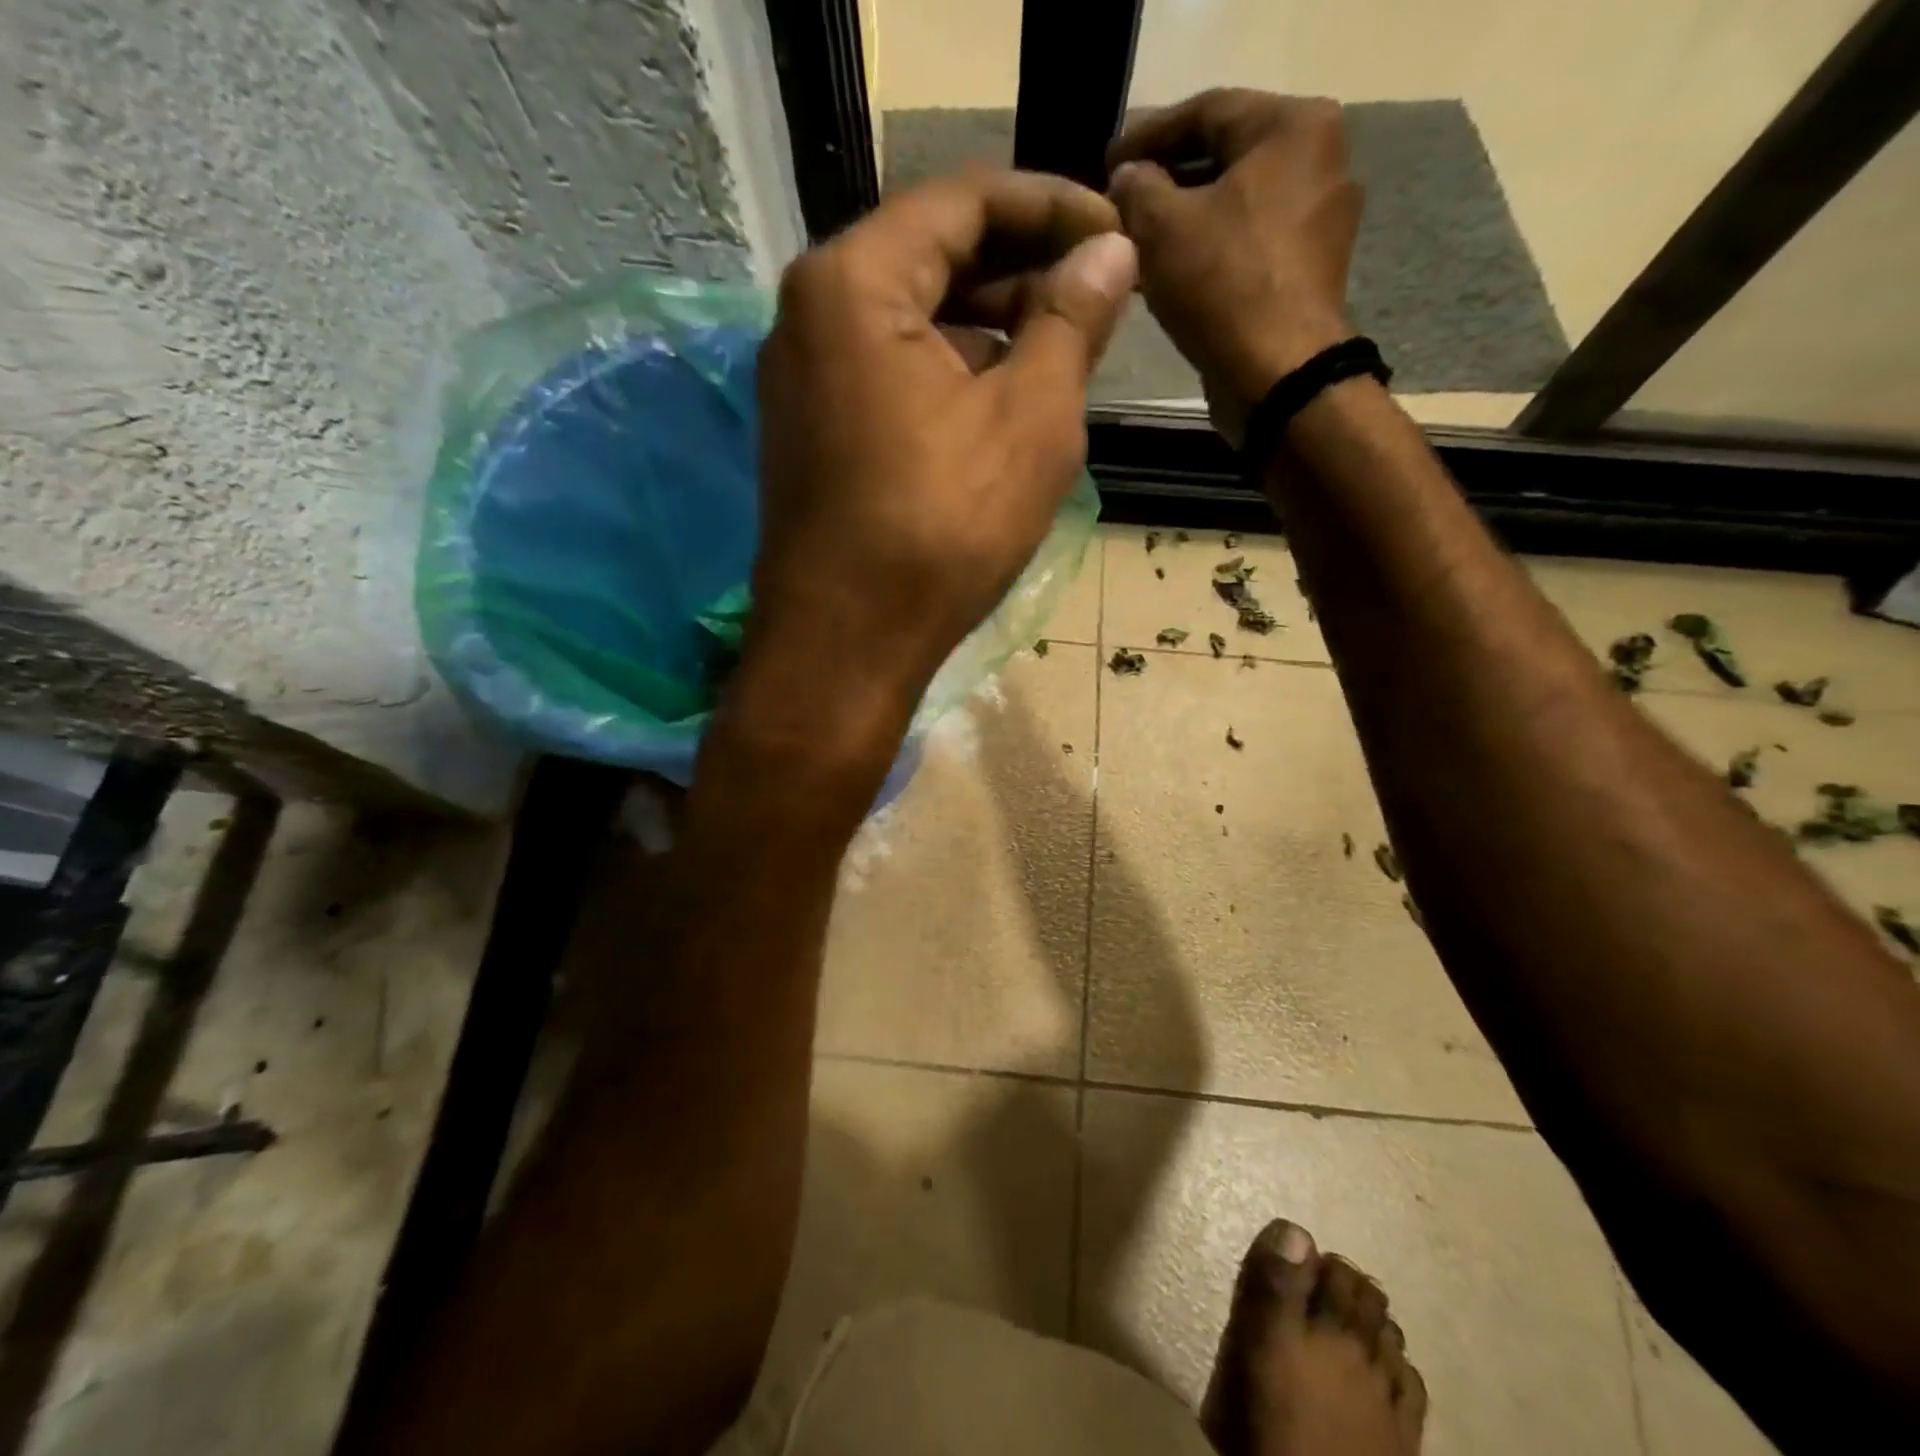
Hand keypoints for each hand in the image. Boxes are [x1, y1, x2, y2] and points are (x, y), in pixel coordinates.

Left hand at [747, 170, 1135, 743]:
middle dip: (1020, 270)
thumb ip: (1071, 320)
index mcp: (853, 282)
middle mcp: (810, 314)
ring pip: (909, 321)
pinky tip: (1001, 403)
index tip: (1117, 232)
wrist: (846, 646)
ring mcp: (802, 379)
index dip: (1052, 207)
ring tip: (1062, 353)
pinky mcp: (810, 432)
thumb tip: (1109, 252)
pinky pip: (887, 373)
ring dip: (988, 327)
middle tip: (1097, 298)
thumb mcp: (1030, 419)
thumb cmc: (941, 531)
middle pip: (930, 257)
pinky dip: (947, 374)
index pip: (963, 201)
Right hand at [1109, 90, 1360, 444]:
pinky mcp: (1308, 269)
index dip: (1146, 134)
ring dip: (1182, 220)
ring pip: (1235, 204)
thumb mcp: (1162, 227)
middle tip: (1118, 200)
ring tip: (1134, 241)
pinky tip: (1169, 270)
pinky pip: (1248, 243)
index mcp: (1294, 126)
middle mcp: (1320, 158)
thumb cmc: (1223, 286)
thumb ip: (1136, 187)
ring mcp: (1319, 218)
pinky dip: (1208, 250)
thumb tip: (1126, 177)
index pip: (1206, 111)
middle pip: (1225, 157)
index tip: (1105, 161)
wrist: (1277, 375)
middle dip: (1166, 180)